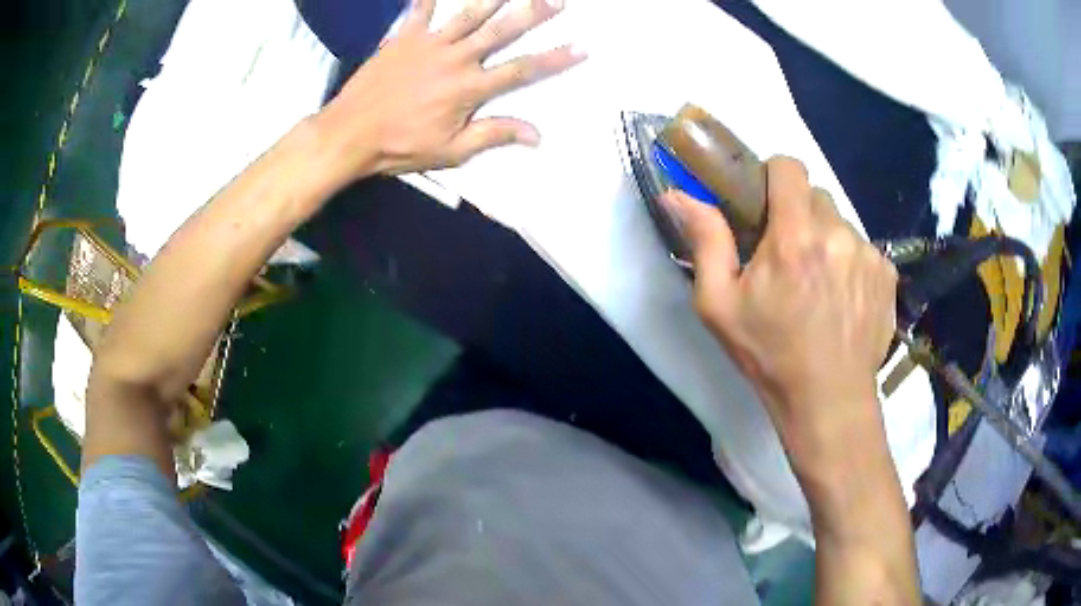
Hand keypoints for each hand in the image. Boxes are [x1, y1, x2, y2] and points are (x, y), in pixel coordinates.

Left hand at [314, 0, 583, 183]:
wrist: (350, 133)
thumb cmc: (400, 146)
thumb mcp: (450, 151)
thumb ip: (493, 136)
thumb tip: (537, 135)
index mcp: (470, 88)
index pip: (522, 70)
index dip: (555, 59)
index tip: (582, 47)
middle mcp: (456, 59)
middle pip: (501, 31)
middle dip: (532, 14)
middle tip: (556, 0)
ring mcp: (429, 44)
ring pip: (469, 14)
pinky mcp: (404, 38)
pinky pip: (421, 10)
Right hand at [663, 157, 897, 449]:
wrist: (829, 400)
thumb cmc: (770, 355)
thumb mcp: (720, 305)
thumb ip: (705, 241)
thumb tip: (677, 194)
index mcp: (794, 236)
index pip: (790, 166)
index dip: (774, 175)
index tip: (766, 203)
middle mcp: (837, 234)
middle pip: (816, 196)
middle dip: (799, 214)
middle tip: (788, 255)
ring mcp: (868, 253)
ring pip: (841, 223)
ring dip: (825, 239)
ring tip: (818, 283)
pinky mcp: (887, 274)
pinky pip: (863, 249)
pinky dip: (850, 262)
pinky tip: (842, 298)